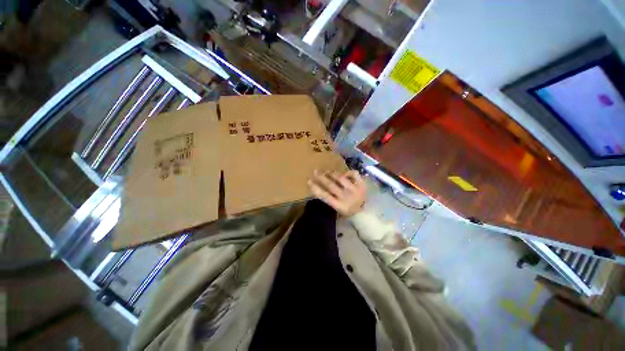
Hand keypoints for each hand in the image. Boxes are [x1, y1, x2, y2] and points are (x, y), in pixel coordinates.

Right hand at [308, 170, 366, 215]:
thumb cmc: (348, 211)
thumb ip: (329, 199)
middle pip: (330, 185)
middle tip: (315, 171)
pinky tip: (344, 174)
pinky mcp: (362, 184)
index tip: (309, 181)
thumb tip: (318, 187)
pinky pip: (354, 174)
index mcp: (339, 205)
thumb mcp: (337, 209)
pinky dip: (348, 172)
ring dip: (332, 173)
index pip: (324, 195)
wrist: (365, 213)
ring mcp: (355, 190)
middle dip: (321, 177)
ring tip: (327, 171)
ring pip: (341, 178)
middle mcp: (346, 197)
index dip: (315, 188)